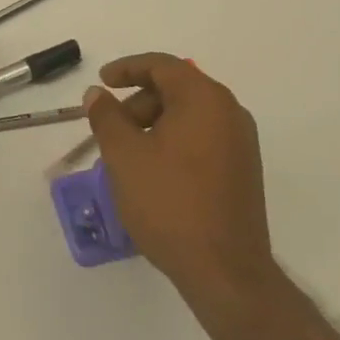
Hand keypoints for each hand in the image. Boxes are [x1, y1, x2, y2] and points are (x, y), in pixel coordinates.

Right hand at [86, 53, 278, 299]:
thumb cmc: (169, 203)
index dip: (126, 68)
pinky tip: (153, 171)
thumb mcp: (124, 155)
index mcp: (204, 99)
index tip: (102, 82)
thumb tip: (97, 94)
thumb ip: (106, 116)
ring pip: (188, 115)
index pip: (162, 66)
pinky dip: (173, 142)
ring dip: (154, 124)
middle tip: (111, 127)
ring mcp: (241, 144)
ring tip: (127, 155)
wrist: (225, 272)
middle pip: (176, 89)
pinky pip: (202, 139)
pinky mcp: (242, 171)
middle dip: (138, 102)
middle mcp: (229, 113)